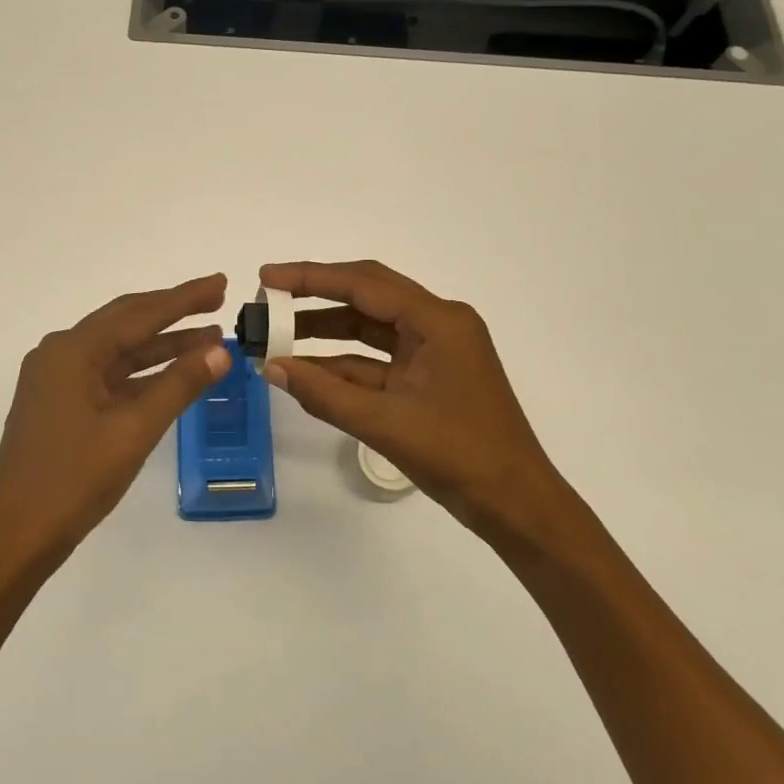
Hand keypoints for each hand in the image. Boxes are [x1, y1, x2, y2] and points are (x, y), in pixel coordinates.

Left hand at [0, 273, 231, 570]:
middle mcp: (60, 353)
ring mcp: (57, 379)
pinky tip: (173, 373)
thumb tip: (220, 352)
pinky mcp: (60, 403)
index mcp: (72, 350)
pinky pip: (108, 375)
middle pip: (126, 322)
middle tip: (216, 301)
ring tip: (209, 339)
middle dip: (173, 312)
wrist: (17, 535)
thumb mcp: (134, 430)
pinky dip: (142, 373)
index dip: (183, 298)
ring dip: (161, 345)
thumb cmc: (74, 479)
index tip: (220, 283)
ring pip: (118, 351)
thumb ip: (179, 385)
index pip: (139, 314)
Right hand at [259, 260, 577, 544]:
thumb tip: (272, 368)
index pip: (364, 284)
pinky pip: (377, 362)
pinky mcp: (428, 378)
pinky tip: (305, 372)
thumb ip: (324, 393)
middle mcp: (438, 325)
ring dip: (325, 332)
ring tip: (276, 336)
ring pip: (370, 329)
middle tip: (268, 300)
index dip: (311, 278)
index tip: (267, 278)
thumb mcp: (385, 423)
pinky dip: (343, 366)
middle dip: (315, 297)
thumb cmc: (460, 456)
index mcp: (439, 321)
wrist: (516, 505)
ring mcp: (434, 352)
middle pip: (367, 296)